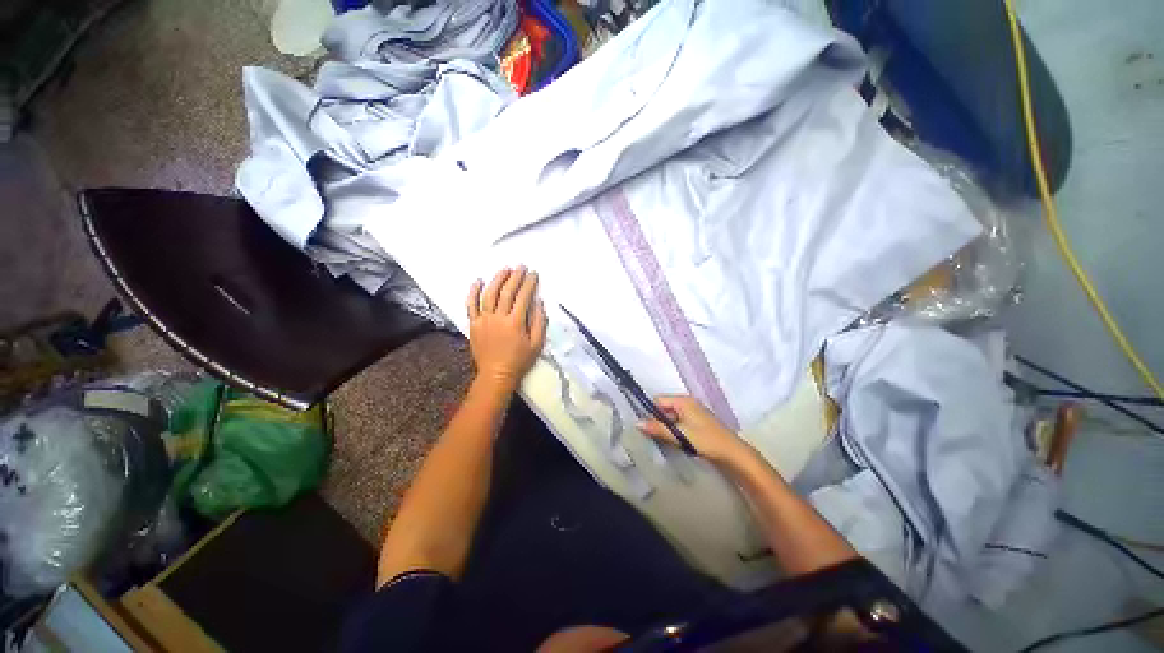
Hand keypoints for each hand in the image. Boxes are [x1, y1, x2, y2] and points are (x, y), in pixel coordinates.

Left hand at [466, 267, 547, 389]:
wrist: (496, 374)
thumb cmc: (519, 361)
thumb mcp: (536, 344)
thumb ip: (539, 323)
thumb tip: (539, 303)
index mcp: (515, 322)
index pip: (523, 297)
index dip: (529, 283)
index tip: (533, 274)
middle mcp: (498, 317)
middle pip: (507, 292)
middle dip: (515, 277)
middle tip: (521, 267)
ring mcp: (484, 320)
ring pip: (489, 294)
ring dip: (497, 280)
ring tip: (504, 270)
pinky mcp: (474, 324)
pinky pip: (471, 305)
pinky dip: (473, 292)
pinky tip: (478, 281)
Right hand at [638, 396, 750, 464]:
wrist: (734, 455)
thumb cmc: (707, 441)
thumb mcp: (680, 435)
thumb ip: (658, 428)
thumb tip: (637, 423)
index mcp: (683, 401)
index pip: (658, 400)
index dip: (650, 412)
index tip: (645, 427)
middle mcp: (688, 404)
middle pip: (664, 409)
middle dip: (658, 421)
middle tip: (653, 436)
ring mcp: (694, 414)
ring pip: (672, 418)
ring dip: (667, 428)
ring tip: (663, 441)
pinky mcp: (698, 424)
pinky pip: (680, 424)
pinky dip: (675, 432)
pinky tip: (675, 443)